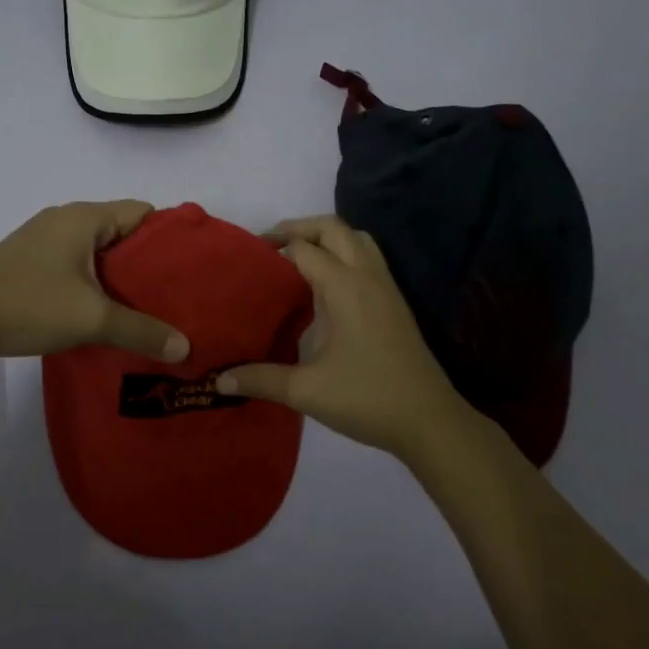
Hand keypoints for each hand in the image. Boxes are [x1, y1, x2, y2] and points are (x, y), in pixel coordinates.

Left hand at [0, 200, 189, 364]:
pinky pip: (78, 264)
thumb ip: (141, 330)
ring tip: (147, 308)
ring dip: (121, 275)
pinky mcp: (30, 262)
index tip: (190, 268)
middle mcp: (66, 219)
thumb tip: (185, 348)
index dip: (169, 237)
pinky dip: (96, 282)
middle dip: (148, 262)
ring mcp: (44, 240)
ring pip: (99, 251)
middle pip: (122, 231)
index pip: (142, 212)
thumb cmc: (26, 305)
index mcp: (84, 217)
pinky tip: (105, 313)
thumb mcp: (91, 318)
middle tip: (174, 295)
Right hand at [218, 216, 483, 462]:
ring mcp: (386, 287)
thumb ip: (261, 379)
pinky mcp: (395, 302)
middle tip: (270, 247)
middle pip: (333, 228)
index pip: (303, 248)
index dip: (274, 246)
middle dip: (300, 228)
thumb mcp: (306, 391)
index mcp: (344, 287)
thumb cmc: (367, 398)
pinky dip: (345, 254)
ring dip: (327, 237)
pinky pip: (368, 258)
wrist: (429, 420)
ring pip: (357, 239)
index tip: (248, 259)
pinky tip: (327, 286)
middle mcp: (367, 276)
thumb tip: (219, 380)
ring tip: (299, 257)